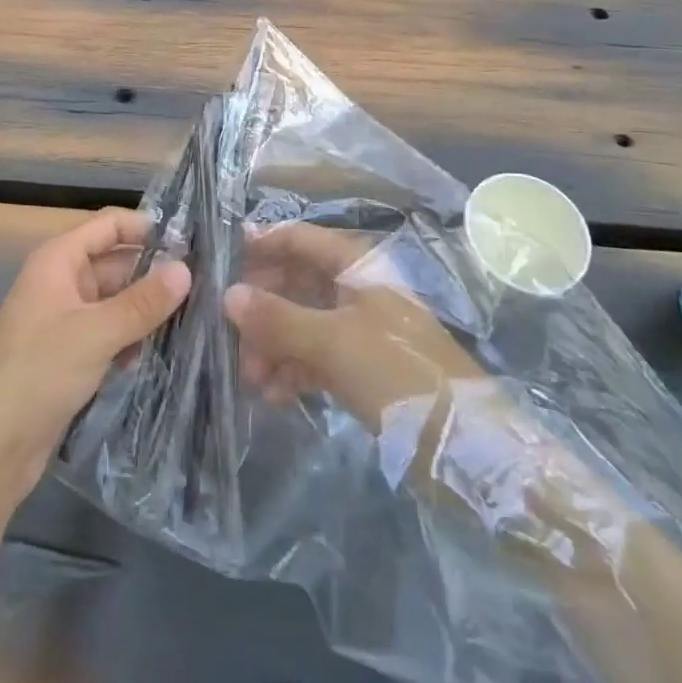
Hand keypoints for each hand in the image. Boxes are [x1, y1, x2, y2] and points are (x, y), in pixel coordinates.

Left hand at [0, 208, 190, 515]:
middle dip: (155, 273)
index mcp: (58, 260)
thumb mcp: (96, 332)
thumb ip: (143, 301)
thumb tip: (186, 269)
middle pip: (117, 263)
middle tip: (207, 285)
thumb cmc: (37, 373)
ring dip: (148, 309)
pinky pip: (111, 334)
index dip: (147, 228)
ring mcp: (66, 321)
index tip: (192, 243)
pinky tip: (167, 350)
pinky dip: (134, 338)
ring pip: (117, 302)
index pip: (109, 225)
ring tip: (199, 315)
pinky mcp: (71, 357)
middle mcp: (62, 282)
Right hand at [224, 221, 485, 431]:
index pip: (299, 238)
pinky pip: (315, 355)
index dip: (260, 245)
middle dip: (262, 308)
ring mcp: (359, 327)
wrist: (462, 444)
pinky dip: (293, 369)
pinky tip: (274, 396)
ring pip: (301, 321)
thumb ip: (278, 318)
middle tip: (228, 335)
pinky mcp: (362, 364)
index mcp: (356, 265)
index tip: (219, 265)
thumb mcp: (333, 343)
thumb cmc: (398, 374)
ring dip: (273, 345)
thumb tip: (228, 294)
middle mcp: (355, 287)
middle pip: (295, 281)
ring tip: (251, 379)